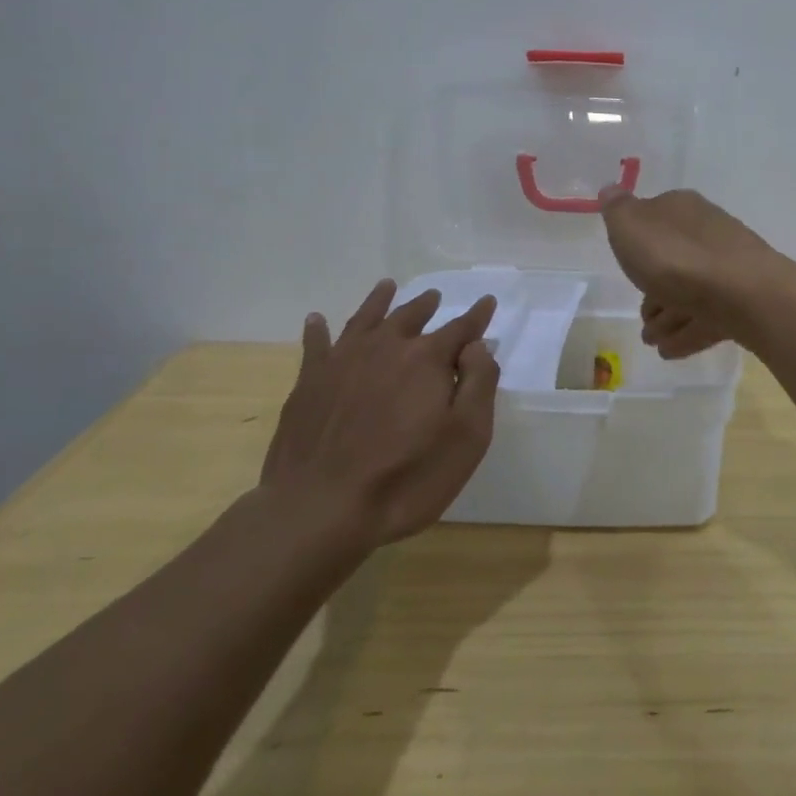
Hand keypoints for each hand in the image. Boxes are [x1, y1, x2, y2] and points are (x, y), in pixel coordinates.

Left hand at [260, 282, 499, 546]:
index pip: (460, 329)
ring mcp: (342, 362)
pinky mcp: (308, 383)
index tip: (487, 302)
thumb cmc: (408, 477)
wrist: (320, 509)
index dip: (477, 316)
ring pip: (365, 319)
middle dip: (426, 305)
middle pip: (410, 317)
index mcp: (427, 359)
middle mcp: (385, 348)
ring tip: (387, 286)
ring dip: (379, 301)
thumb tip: (477, 346)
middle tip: (434, 296)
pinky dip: (318, 329)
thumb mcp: (467, 436)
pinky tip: (317, 320)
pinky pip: (315, 345)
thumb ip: (479, 382)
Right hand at [597, 186, 778, 358]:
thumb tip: (611, 188)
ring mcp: (728, 268)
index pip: (655, 218)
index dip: (638, 244)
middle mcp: (707, 233)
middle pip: (674, 259)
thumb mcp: (630, 225)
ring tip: (651, 340)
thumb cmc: (676, 257)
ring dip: (669, 316)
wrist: (742, 294)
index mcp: (681, 209)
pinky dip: (687, 332)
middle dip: (655, 287)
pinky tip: (670, 350)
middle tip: (640, 315)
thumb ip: (617, 209)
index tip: (624, 266)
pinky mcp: (742, 301)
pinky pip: (707, 317)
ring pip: (691, 291)